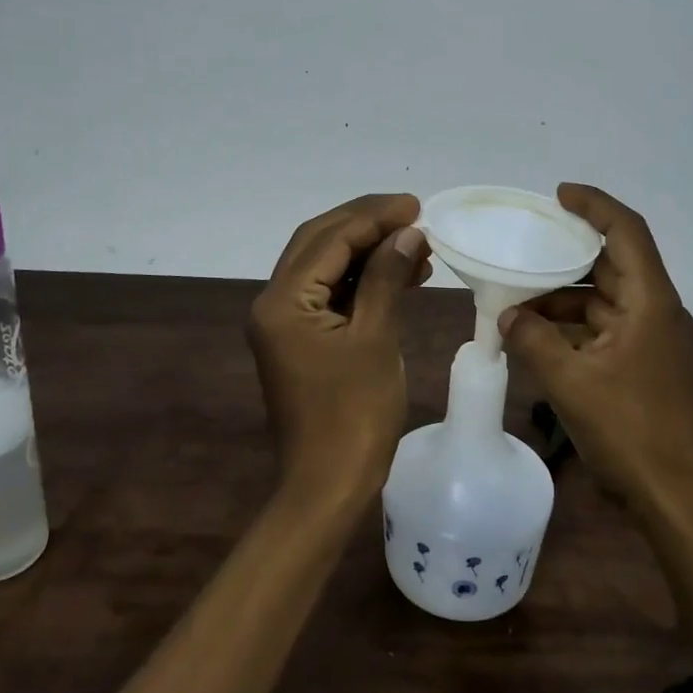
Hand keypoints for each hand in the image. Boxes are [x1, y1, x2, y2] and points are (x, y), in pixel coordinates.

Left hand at [247, 193, 429, 510]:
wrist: (328, 486)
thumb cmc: (354, 415)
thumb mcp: (375, 339)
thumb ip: (387, 278)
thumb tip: (408, 233)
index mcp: (283, 301)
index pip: (329, 238)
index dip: (373, 216)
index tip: (416, 205)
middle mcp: (274, 303)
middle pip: (321, 243)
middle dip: (367, 224)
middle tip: (414, 215)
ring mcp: (285, 322)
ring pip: (327, 267)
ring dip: (369, 252)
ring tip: (418, 246)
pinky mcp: (300, 339)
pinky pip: (332, 294)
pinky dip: (364, 281)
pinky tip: (402, 276)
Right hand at [499, 183, 692, 508]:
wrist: (679, 497)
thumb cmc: (632, 431)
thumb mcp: (572, 382)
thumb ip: (533, 340)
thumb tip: (507, 316)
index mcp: (649, 302)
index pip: (626, 232)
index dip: (595, 205)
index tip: (558, 195)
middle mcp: (652, 312)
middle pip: (609, 265)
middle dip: (566, 255)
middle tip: (523, 246)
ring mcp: (647, 342)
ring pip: (600, 301)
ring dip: (561, 299)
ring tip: (514, 300)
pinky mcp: (638, 368)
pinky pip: (599, 332)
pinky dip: (568, 330)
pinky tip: (533, 338)